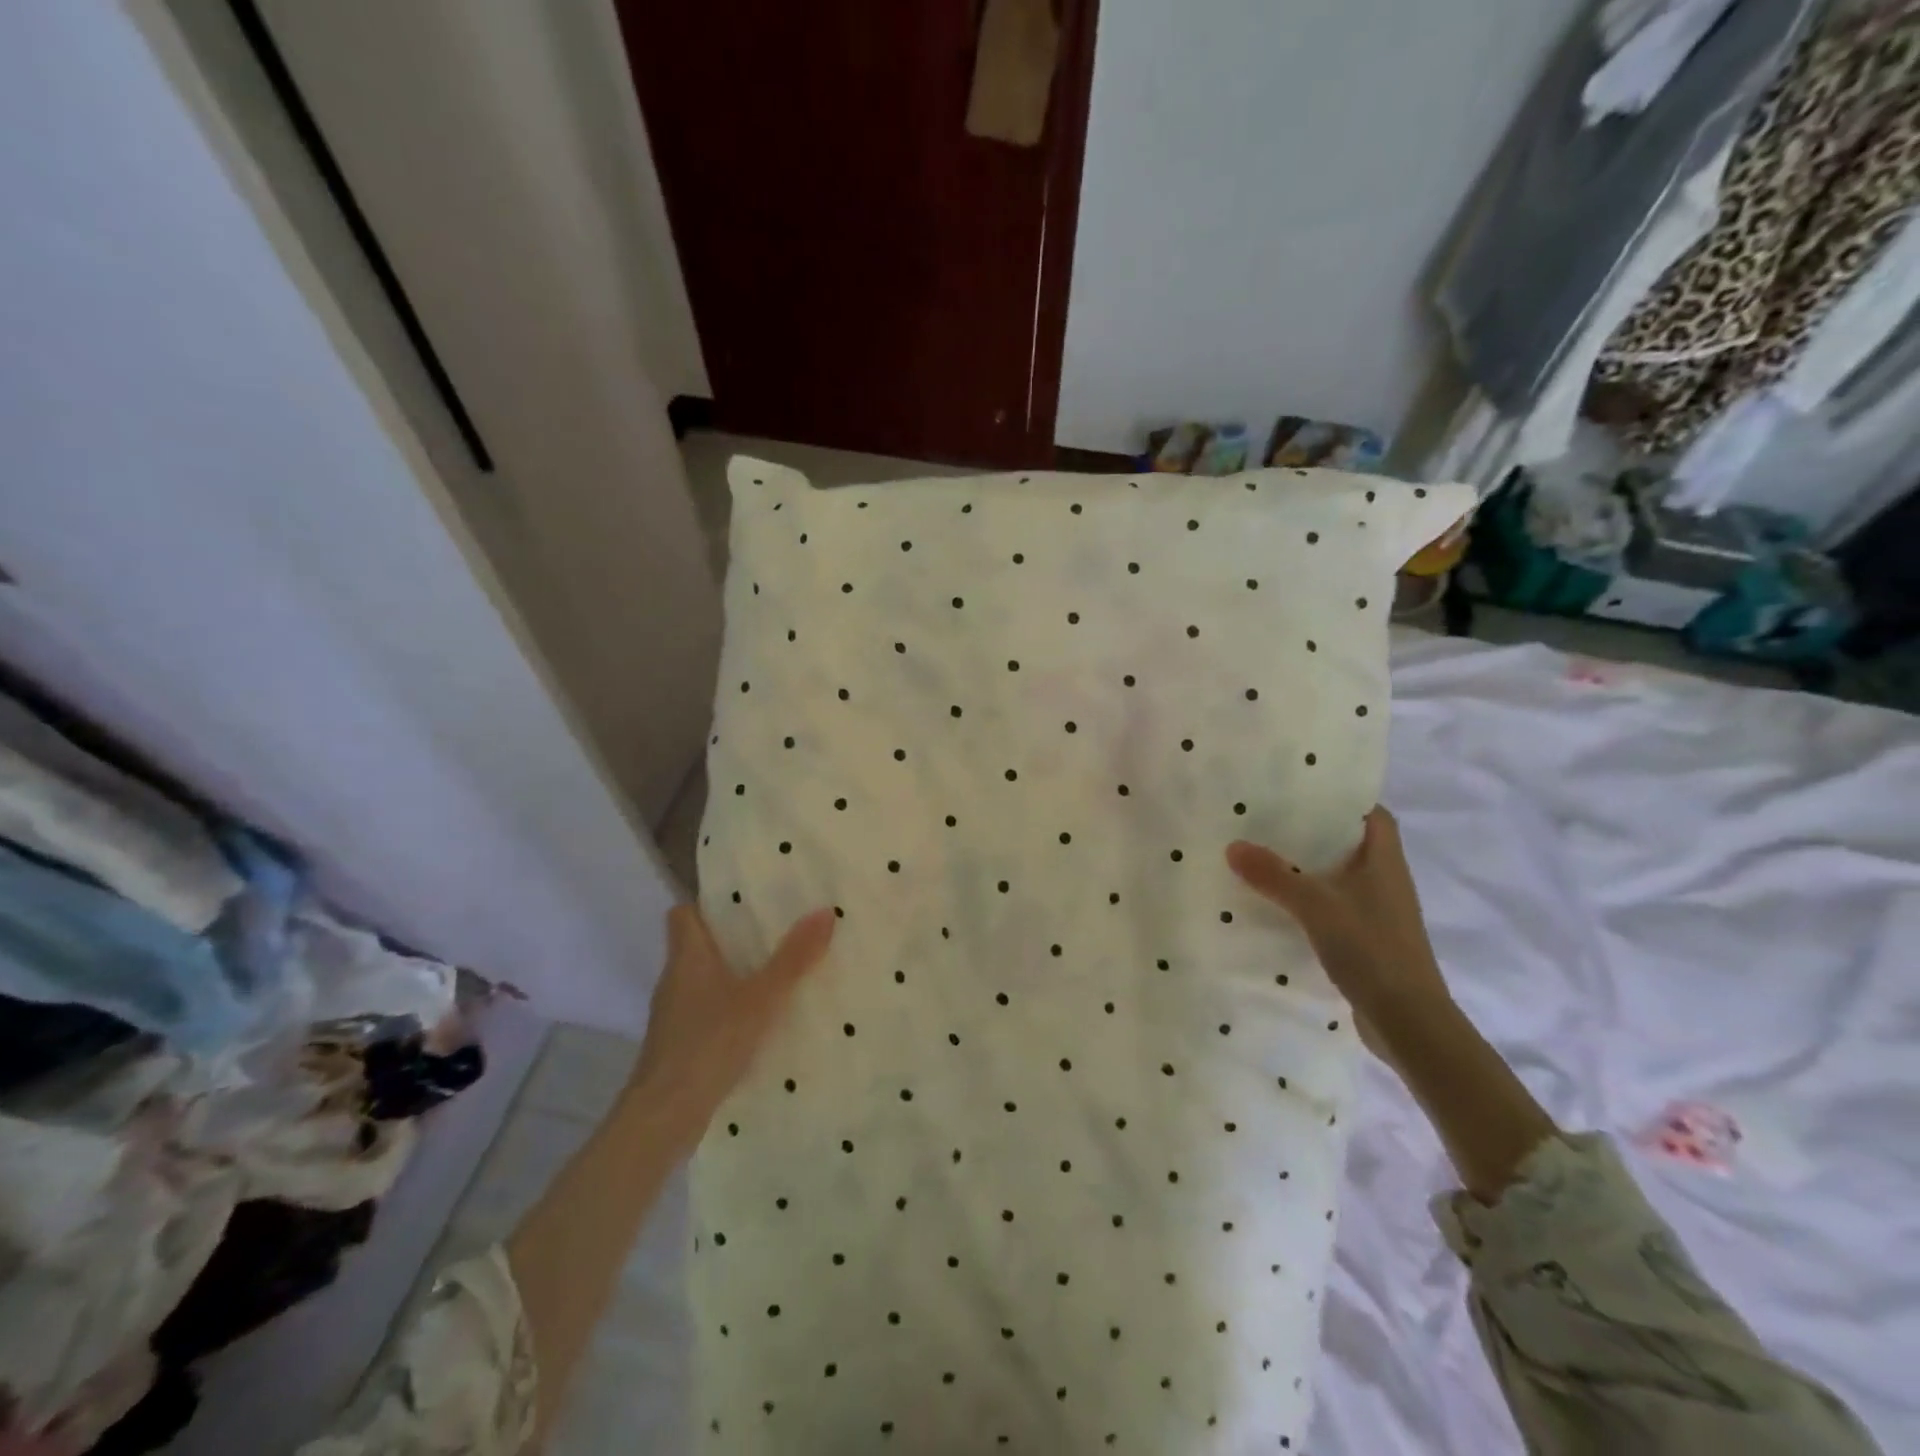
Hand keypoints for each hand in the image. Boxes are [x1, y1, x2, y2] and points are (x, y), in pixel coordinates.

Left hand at [631, 905, 835, 1150]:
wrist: (664, 1117)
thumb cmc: (708, 1043)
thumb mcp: (761, 998)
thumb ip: (793, 958)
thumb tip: (825, 911)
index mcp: (687, 957)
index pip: (682, 913)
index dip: (707, 904)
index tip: (744, 902)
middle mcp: (675, 980)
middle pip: (698, 945)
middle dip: (733, 938)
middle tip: (776, 931)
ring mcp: (674, 1015)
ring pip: (704, 980)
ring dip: (734, 975)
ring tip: (777, 972)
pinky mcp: (679, 1045)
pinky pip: (707, 1011)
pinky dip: (730, 1008)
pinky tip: (760, 1020)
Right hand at [1226, 807, 1449, 1027]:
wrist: (1408, 1021)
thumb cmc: (1371, 949)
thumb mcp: (1316, 906)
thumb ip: (1274, 875)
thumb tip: (1233, 845)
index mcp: (1385, 862)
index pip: (1373, 816)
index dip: (1346, 800)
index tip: (1305, 792)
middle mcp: (1387, 882)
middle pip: (1353, 845)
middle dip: (1317, 833)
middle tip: (1271, 821)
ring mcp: (1379, 914)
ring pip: (1342, 878)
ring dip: (1311, 869)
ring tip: (1266, 858)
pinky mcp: (1368, 942)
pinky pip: (1336, 908)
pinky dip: (1311, 902)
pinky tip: (1280, 907)